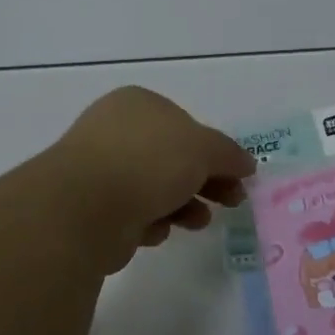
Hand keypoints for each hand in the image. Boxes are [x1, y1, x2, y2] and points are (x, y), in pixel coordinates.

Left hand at [46, 87, 255, 268]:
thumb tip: (246, 163)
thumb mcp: (203, 148)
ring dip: (184, 205)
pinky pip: (134, 214)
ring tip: (199, 222)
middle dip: (205, 181)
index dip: (214, 150)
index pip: (185, 124)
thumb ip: (228, 154)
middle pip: (173, 158)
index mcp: (138, 104)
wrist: (87, 206)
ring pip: (155, 188)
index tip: (238, 175)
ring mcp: (101, 170)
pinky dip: (151, 222)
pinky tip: (156, 230)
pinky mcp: (93, 208)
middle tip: (232, 201)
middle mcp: (115, 131)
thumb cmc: (148, 162)